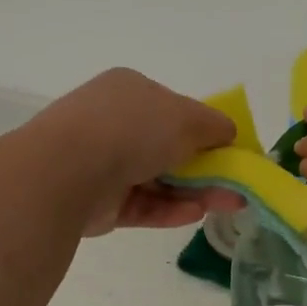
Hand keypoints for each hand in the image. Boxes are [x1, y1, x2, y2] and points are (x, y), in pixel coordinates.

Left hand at [27, 69, 242, 235]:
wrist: (69, 170)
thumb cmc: (132, 129)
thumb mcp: (187, 117)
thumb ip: (215, 126)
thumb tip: (229, 133)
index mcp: (129, 91)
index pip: (173, 108)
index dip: (204, 129)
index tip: (231, 149)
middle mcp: (113, 124)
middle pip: (167, 147)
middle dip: (206, 167)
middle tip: (237, 184)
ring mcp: (103, 164)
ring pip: (158, 179)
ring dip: (195, 191)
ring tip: (229, 203)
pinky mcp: (99, 202)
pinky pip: (142, 205)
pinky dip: (170, 210)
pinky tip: (196, 214)